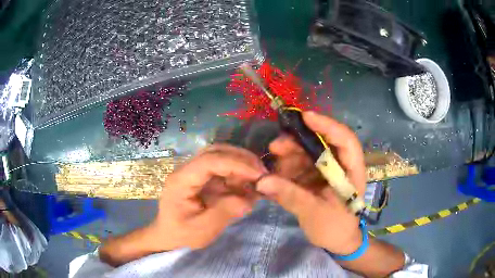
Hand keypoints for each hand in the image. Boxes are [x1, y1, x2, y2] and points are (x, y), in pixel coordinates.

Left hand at [150, 144, 266, 250]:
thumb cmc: (182, 235)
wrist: (170, 236)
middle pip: (215, 152)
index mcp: (181, 181)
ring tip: (257, 178)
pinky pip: (222, 169)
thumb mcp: (203, 229)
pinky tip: (248, 184)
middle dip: (240, 158)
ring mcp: (194, 173)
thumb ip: (225, 212)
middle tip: (261, 172)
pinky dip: (237, 173)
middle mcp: (186, 170)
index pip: (209, 161)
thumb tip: (248, 198)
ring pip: (220, 156)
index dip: (235, 163)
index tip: (257, 174)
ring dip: (241, 164)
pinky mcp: (202, 178)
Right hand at [257, 111, 365, 254]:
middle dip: (298, 143)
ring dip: (289, 157)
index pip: (345, 140)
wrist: (338, 241)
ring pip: (308, 153)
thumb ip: (290, 196)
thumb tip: (261, 181)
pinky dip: (288, 169)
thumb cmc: (335, 228)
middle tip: (275, 147)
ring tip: (274, 171)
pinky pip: (302, 166)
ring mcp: (329, 170)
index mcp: (352, 171)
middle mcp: (342, 165)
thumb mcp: (314, 213)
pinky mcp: (318, 177)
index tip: (305, 117)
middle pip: (322, 143)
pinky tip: (277, 178)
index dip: (327, 126)